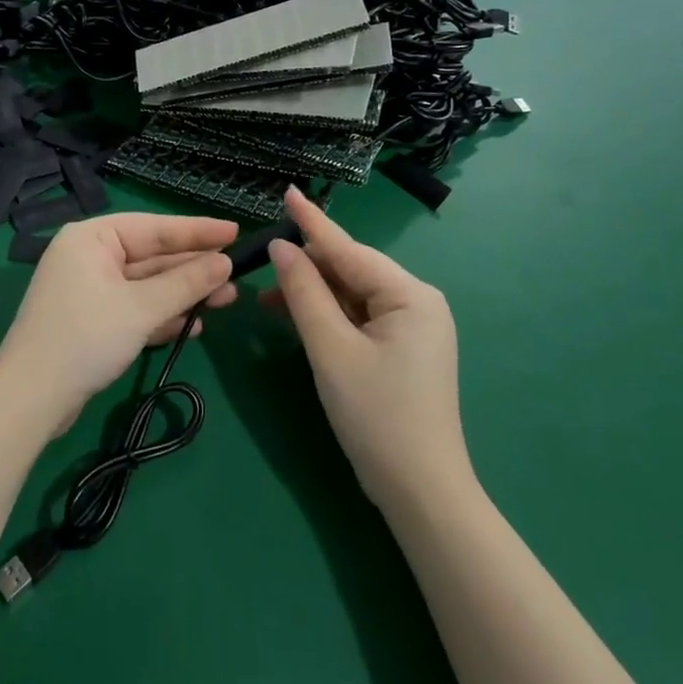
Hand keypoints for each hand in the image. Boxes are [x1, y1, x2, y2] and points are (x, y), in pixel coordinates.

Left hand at [0, 213, 237, 430]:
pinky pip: (134, 308)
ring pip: (146, 285)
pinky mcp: (91, 320)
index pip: (154, 227)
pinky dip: (161, 315)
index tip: (236, 231)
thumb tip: (225, 263)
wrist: (30, 400)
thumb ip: (185, 283)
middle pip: (152, 256)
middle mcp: (89, 256)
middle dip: (193, 269)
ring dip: (183, 294)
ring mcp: (89, 289)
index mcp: (92, 238)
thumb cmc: (85, 338)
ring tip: (226, 300)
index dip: (198, 231)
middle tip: (237, 274)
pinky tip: (193, 326)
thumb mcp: (141, 308)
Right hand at [264, 187, 468, 509]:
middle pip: (351, 270)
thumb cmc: (376, 416)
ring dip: (313, 294)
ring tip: (268, 299)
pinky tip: (296, 318)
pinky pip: (359, 317)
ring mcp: (412, 327)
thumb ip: (303, 292)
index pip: (348, 249)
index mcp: (409, 294)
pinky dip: (328, 316)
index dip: (311, 221)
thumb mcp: (330, 349)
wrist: (420, 493)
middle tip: (262, 263)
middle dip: (307, 267)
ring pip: (352, 294)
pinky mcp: (402, 348)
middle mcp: (417, 301)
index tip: (287, 190)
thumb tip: (281, 247)